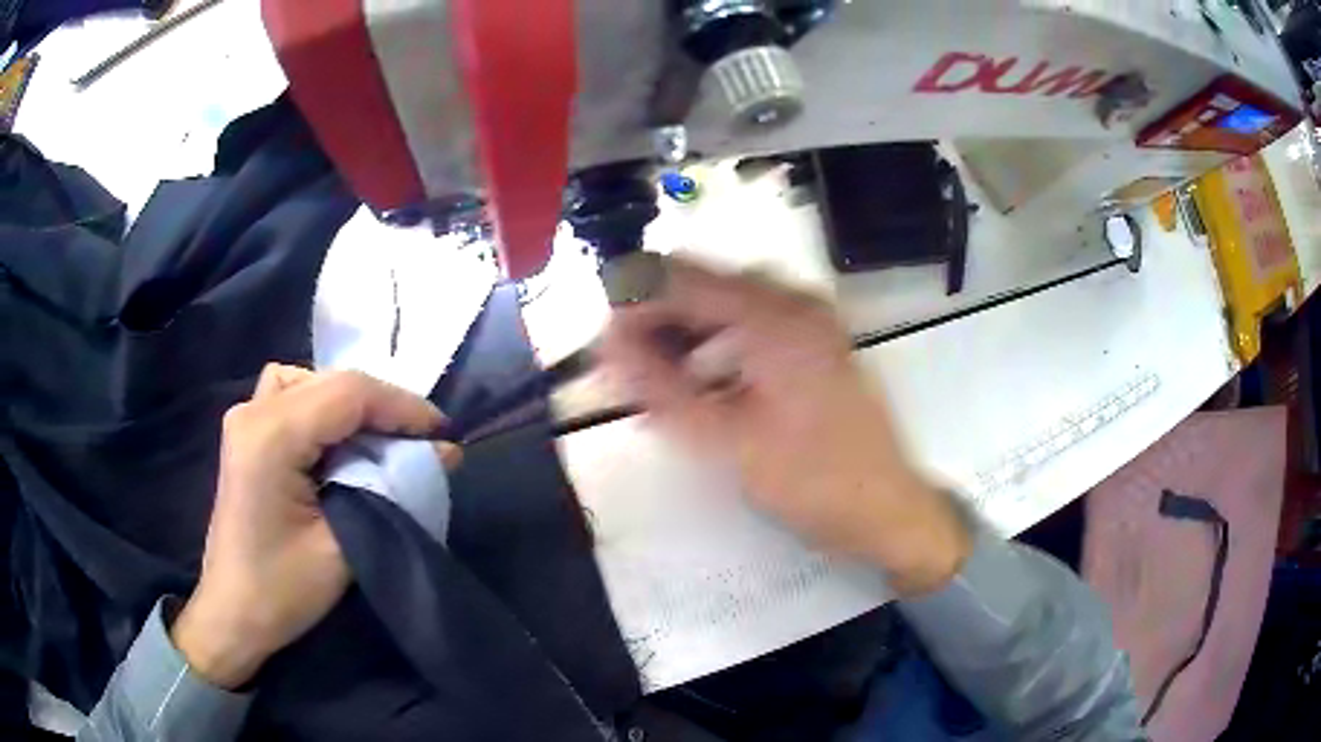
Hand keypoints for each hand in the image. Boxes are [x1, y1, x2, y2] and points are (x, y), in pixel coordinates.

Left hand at [172, 365, 459, 688]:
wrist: (232, 613)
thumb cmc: (282, 591)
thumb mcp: (343, 548)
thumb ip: (394, 492)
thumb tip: (445, 453)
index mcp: (270, 435)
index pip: (348, 393)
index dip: (402, 406)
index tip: (444, 433)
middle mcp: (253, 411)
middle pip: (332, 381)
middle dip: (383, 407)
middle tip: (421, 443)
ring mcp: (245, 417)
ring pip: (311, 381)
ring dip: (351, 404)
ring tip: (377, 442)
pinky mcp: (246, 432)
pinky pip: (292, 394)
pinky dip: (323, 407)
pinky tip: (334, 442)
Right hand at [600, 259, 971, 595]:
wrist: (886, 508)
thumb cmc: (810, 481)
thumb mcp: (724, 441)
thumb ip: (658, 388)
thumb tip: (606, 345)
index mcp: (774, 316)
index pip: (678, 278)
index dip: (630, 303)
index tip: (602, 345)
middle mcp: (795, 300)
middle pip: (703, 284)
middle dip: (656, 319)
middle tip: (624, 368)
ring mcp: (811, 317)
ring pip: (725, 302)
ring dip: (684, 331)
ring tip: (656, 378)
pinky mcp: (816, 339)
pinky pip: (751, 321)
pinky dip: (716, 342)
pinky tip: (700, 379)